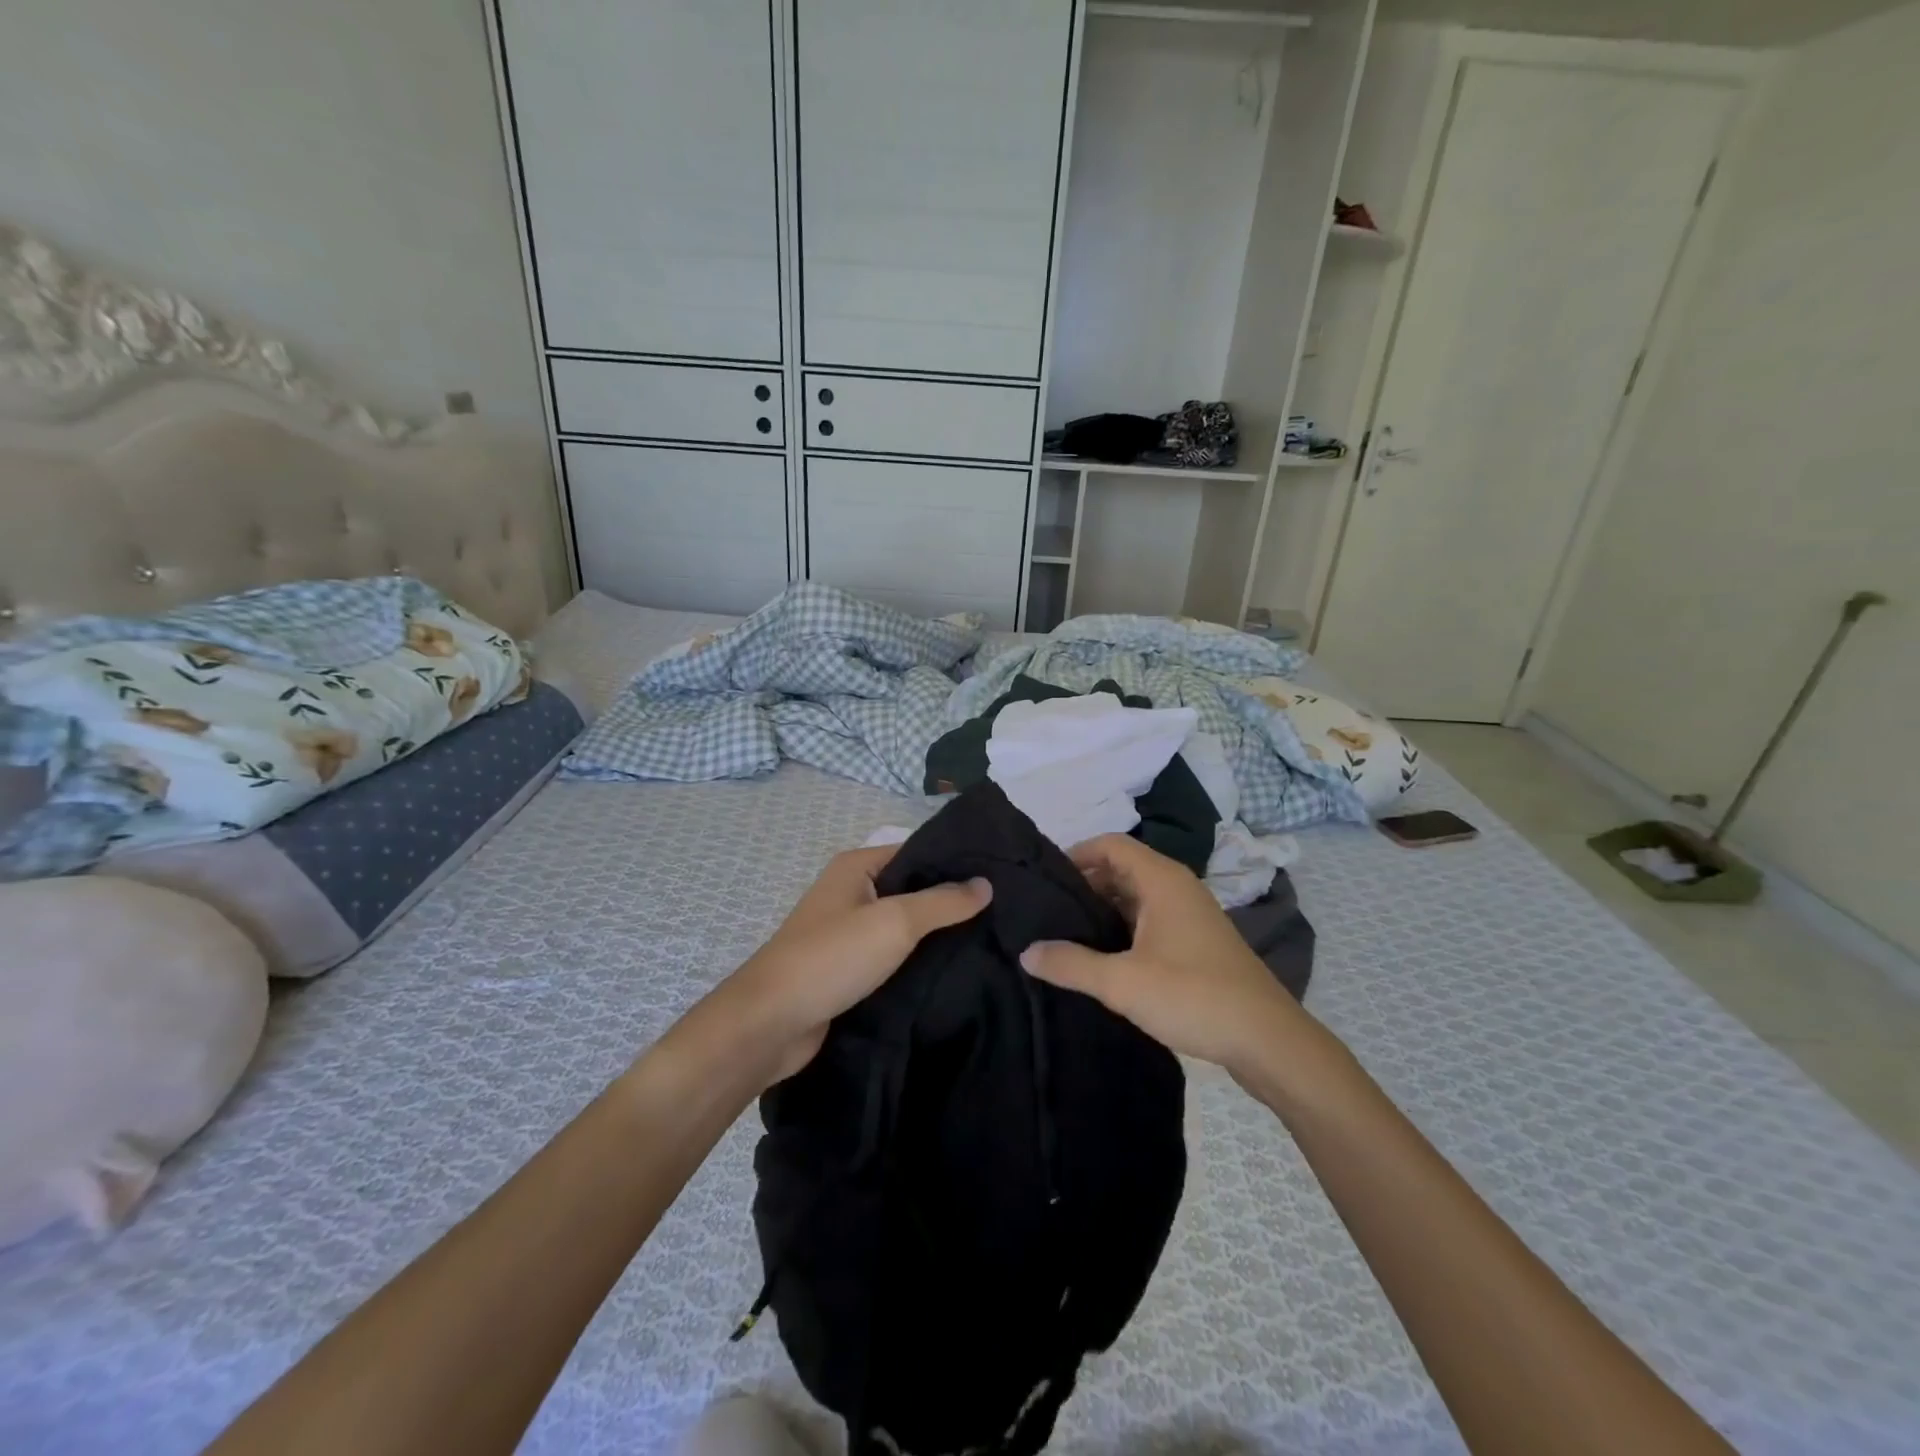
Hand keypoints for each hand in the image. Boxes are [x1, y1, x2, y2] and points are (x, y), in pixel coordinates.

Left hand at [721, 845, 990, 1084]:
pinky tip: (954, 971)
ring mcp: (847, 932)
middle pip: (911, 889)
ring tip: (990, 941)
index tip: (1000, 876)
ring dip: (935, 935)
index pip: (916, 852)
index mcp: (856, 867)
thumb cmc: (833, 957)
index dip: (955, 862)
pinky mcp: (848, 969)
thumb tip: (986, 883)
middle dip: (950, 901)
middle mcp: (850, 893)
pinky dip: (917, 962)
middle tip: (1003, 913)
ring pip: (902, 926)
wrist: (772, 1023)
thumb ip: (943, 901)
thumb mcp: (896, 921)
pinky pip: (891, 956)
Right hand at [1021, 834, 1303, 1076]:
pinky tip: (1103, 955)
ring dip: (1103, 907)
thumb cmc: (1194, 996)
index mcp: (1162, 880)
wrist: (1268, 1040)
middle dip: (1084, 883)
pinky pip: (1150, 919)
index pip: (1111, 844)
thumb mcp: (1123, 983)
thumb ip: (1070, 964)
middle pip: (1122, 868)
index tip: (1044, 878)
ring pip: (1136, 896)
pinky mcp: (1196, 941)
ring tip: (1065, 931)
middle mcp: (1177, 887)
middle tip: (1046, 908)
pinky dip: (1123, 926)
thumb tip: (1025, 951)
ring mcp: (1190, 914)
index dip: (1076, 853)